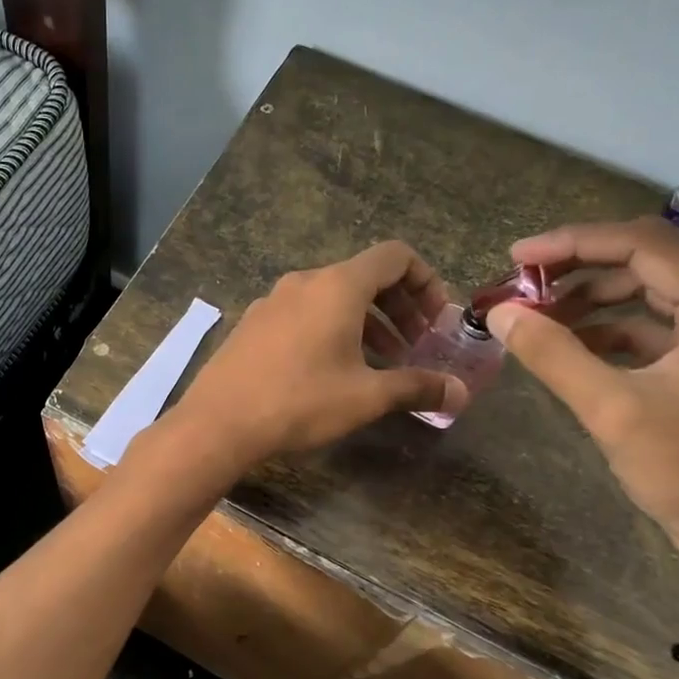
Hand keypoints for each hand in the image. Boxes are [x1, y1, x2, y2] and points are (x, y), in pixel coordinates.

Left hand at [174, 242, 467, 464]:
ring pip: (332, 298)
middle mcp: (304, 282)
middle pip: (364, 276)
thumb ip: (416, 387)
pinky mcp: (253, 324)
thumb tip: (460, 393)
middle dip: (399, 307)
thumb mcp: (365, 397)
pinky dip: (331, 329)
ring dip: (366, 322)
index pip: (395, 256)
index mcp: (337, 286)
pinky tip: (333, 370)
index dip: (426, 281)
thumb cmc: (299, 401)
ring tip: (382, 362)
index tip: (436, 320)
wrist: (218, 422)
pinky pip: (303, 313)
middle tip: (415, 345)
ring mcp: (272, 301)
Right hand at [485, 218, 678, 561]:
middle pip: (648, 261)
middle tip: (521, 283)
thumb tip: (498, 312)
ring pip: (647, 291)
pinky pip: (650, 325)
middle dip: (579, 267)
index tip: (518, 257)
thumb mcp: (610, 409)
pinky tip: (567, 344)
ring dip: (590, 297)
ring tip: (536, 314)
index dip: (576, 243)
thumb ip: (552, 354)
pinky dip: (606, 327)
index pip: (646, 247)